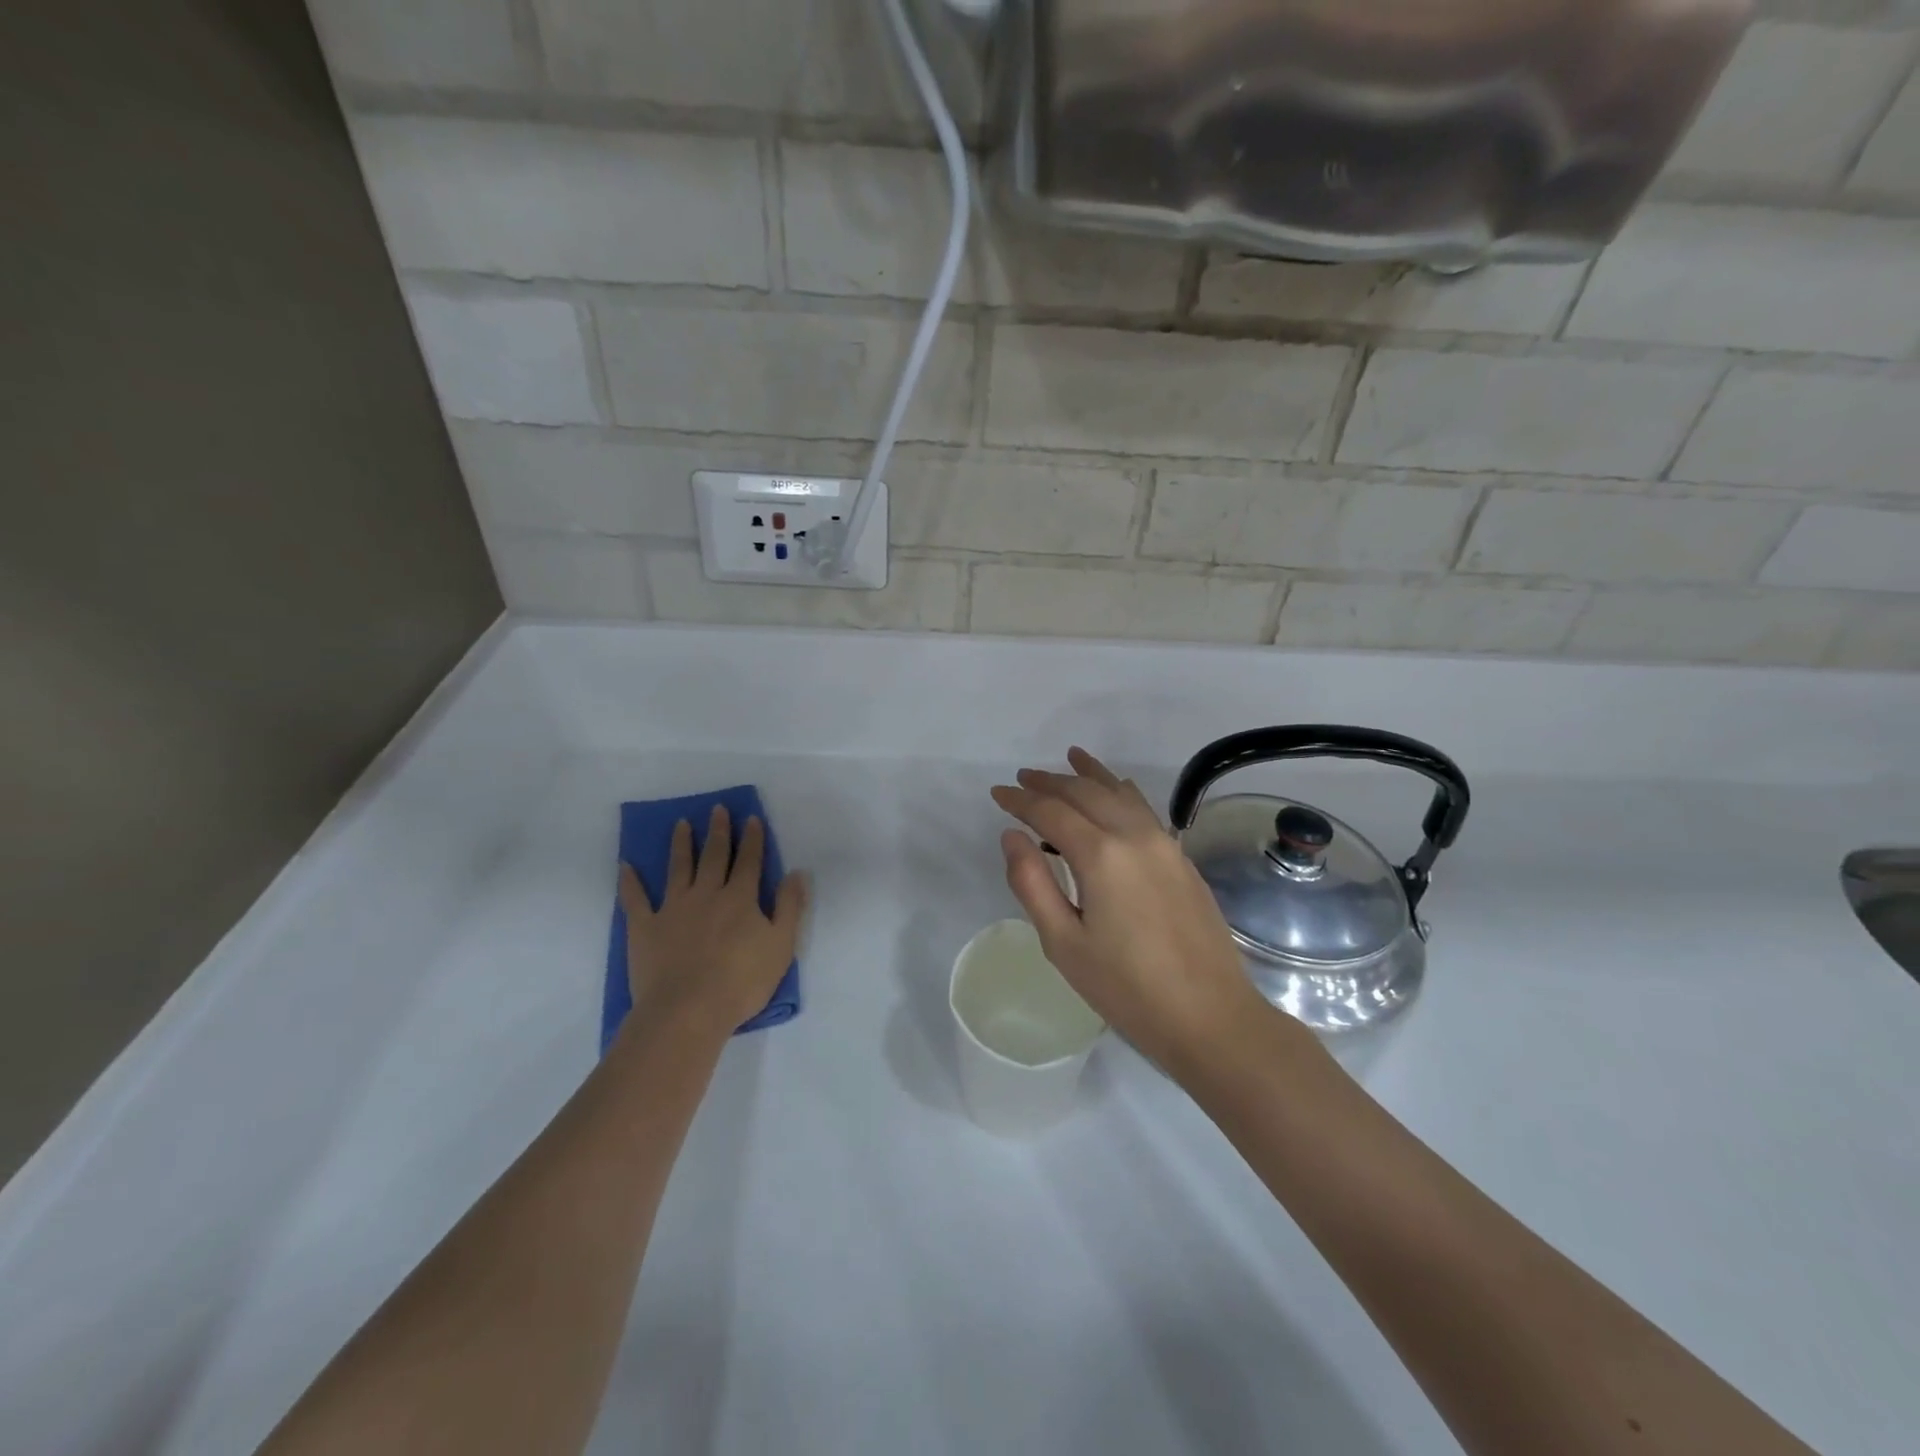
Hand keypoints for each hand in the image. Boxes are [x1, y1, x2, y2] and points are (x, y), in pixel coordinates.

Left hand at [618, 806, 807, 1037]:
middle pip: (714, 856)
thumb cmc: (741, 981)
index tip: (751, 818)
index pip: (749, 861)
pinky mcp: (645, 928)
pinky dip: (629, 882)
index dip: (752, 839)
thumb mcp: (781, 945)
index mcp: (740, 898)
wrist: (688, 1011)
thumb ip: (789, 907)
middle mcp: (707, 894)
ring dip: (681, 844)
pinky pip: (635, 900)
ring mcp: (673, 909)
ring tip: (681, 824)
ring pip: (678, 868)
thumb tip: (796, 873)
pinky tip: (625, 866)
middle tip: (717, 809)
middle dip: (718, 832)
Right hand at [991, 747, 1280, 1082]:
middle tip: (1024, 778)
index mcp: (1101, 855)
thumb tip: (1012, 836)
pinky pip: (1143, 808)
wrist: (1210, 1017)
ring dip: (1089, 776)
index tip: (998, 793)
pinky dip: (1121, 791)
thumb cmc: (1127, 989)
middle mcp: (1134, 836)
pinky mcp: (1181, 858)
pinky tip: (1116, 789)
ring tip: (1069, 759)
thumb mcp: (1064, 943)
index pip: (1051, 812)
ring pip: (1120, 792)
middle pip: (1086, 793)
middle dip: (1051, 782)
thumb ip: (1032, 883)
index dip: (1020, 800)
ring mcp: (1164, 844)